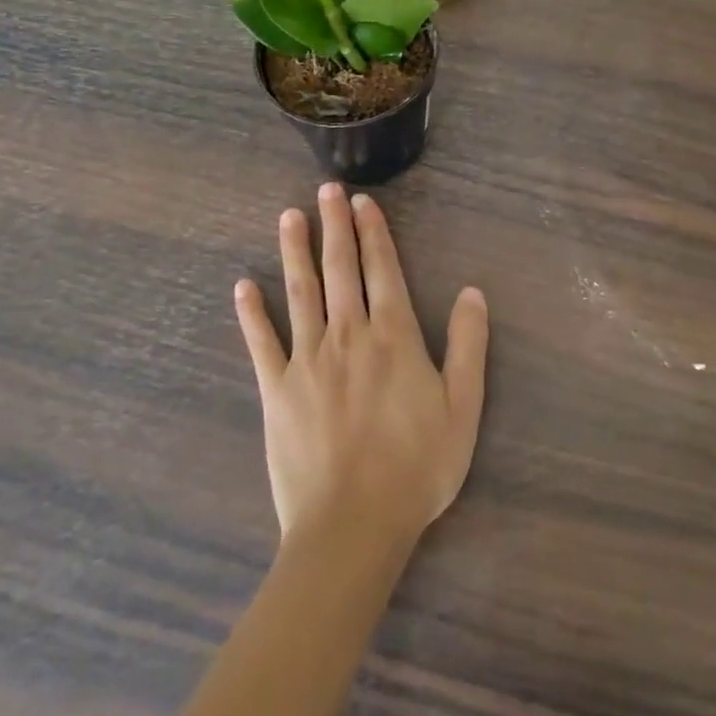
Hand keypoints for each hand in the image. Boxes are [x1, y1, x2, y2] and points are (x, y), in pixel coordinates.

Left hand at [234, 184, 488, 551]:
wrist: (353, 525)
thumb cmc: (416, 467)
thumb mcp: (463, 407)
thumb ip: (468, 345)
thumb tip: (472, 292)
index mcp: (394, 337)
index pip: (382, 270)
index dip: (374, 233)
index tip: (362, 202)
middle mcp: (348, 335)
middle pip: (340, 269)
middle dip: (335, 226)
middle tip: (326, 190)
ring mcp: (307, 360)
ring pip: (301, 292)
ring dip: (295, 251)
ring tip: (289, 216)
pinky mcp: (276, 390)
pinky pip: (261, 342)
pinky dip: (251, 313)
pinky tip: (243, 285)